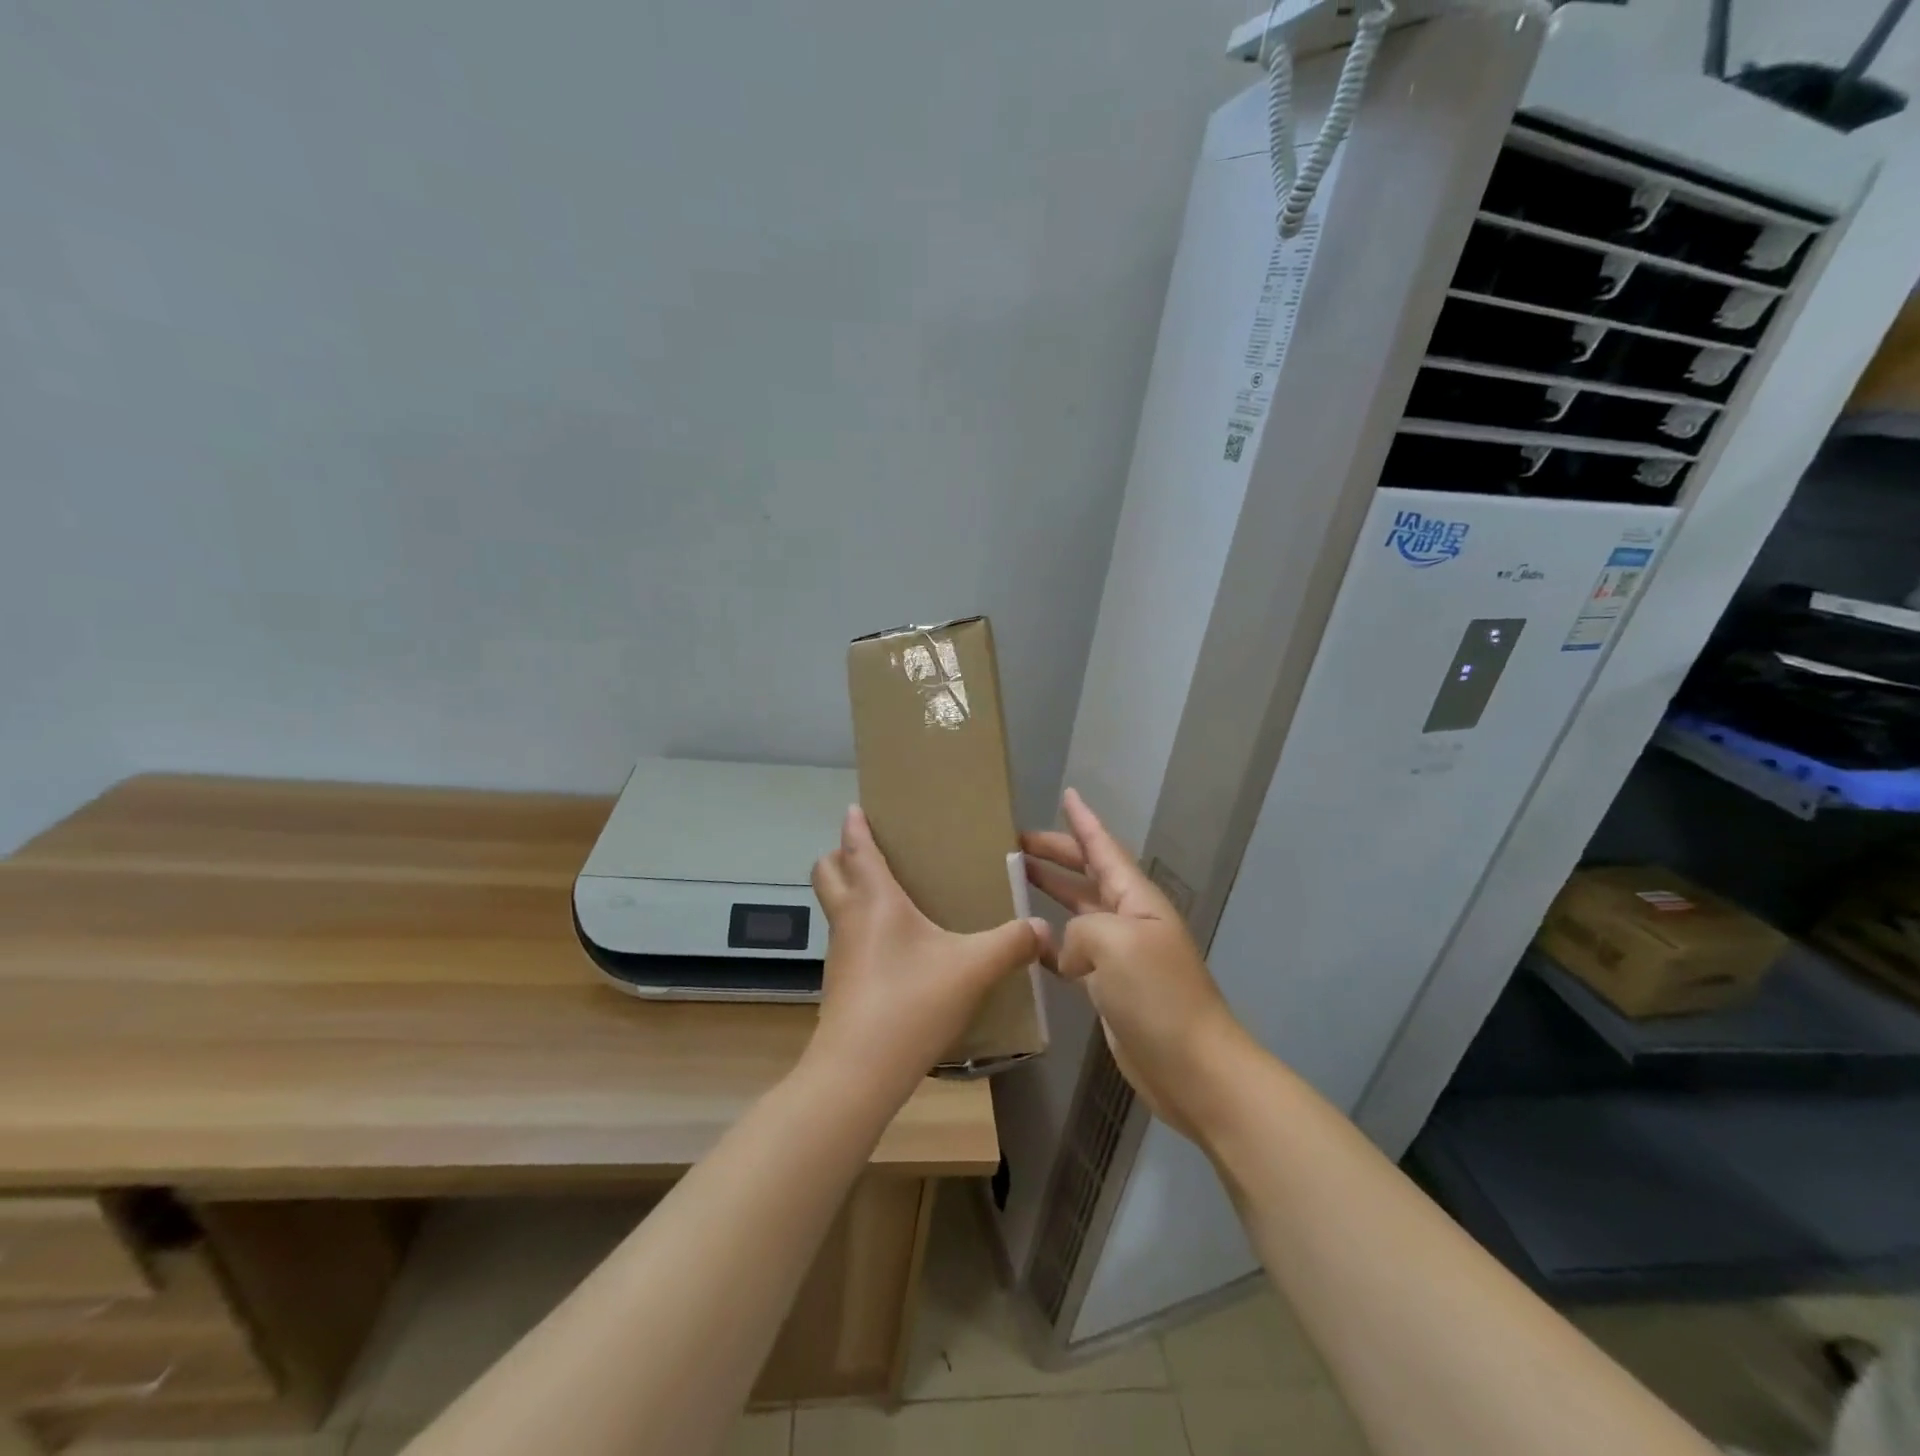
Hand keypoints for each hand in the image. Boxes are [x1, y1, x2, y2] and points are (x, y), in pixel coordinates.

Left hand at [806, 806, 1043, 1101]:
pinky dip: (861, 928)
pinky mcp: (840, 983)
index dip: (854, 825)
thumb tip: (1043, 928)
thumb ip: (1011, 944)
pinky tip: (896, 949)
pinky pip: (847, 938)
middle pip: (827, 871)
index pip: (855, 847)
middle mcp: (849, 918)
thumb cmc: (911, 1002)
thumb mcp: (973, 969)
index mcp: (874, 899)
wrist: (858, 1072)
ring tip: (891, 897)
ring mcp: (840, 952)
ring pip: (835, 906)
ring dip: (851, 892)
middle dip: (840, 855)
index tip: (857, 808)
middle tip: (874, 853)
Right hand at [1023, 789, 1246, 1141]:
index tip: (1066, 794)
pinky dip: (1050, 944)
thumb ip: (1081, 930)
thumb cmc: (1159, 996)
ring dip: (1050, 894)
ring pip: (1078, 912)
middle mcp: (1129, 919)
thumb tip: (1068, 953)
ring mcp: (1121, 955)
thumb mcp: (1117, 944)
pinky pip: (1074, 953)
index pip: (1104, 849)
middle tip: (1015, 843)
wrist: (1192, 1068)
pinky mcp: (1110, 987)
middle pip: (1088, 876)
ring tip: (1014, 880)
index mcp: (1137, 899)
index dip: (1084, 822)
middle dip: (1056, 855)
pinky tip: (1026, 943)